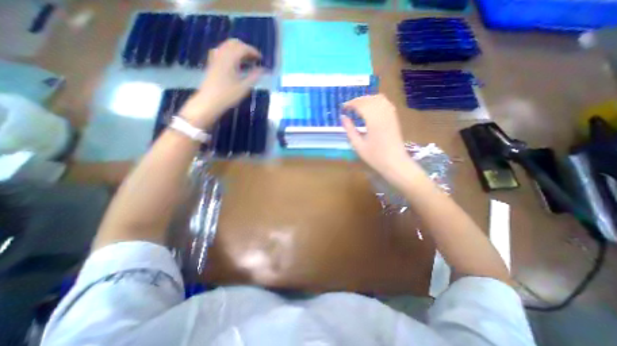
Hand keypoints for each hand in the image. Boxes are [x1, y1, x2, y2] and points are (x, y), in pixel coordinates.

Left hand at [180, 39, 263, 128]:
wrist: (209, 101)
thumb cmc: (228, 95)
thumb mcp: (244, 87)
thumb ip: (254, 76)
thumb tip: (263, 70)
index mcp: (230, 59)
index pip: (243, 48)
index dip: (253, 51)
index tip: (261, 59)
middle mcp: (221, 54)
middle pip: (234, 43)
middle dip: (246, 48)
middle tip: (255, 59)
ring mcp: (215, 58)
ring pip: (227, 46)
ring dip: (238, 50)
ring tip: (247, 61)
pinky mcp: (212, 63)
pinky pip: (222, 51)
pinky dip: (230, 53)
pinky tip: (235, 62)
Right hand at [342, 93, 424, 185]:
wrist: (395, 163)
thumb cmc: (375, 157)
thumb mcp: (358, 145)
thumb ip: (350, 130)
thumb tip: (343, 118)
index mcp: (374, 121)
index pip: (361, 104)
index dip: (351, 104)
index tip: (343, 107)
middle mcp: (383, 114)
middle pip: (370, 99)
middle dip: (358, 100)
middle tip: (349, 107)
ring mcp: (391, 115)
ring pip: (379, 98)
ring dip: (367, 99)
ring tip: (358, 106)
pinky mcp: (394, 117)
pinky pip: (385, 103)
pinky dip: (376, 101)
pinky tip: (371, 108)